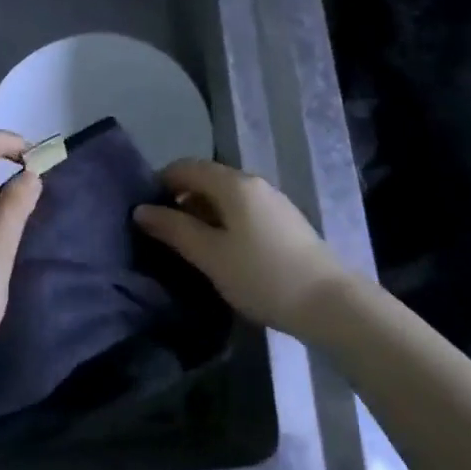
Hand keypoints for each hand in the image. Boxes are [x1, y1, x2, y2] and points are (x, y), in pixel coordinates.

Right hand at [134, 160, 355, 338]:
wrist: (328, 302)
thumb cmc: (262, 276)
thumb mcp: (210, 255)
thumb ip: (174, 230)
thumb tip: (141, 210)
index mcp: (234, 184)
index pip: (187, 167)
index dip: (161, 183)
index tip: (144, 211)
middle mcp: (254, 183)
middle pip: (207, 179)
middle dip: (181, 199)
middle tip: (162, 233)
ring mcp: (273, 201)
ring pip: (226, 196)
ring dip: (203, 213)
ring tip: (188, 246)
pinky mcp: (285, 222)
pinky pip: (244, 210)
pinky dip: (224, 222)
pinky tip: (221, 251)